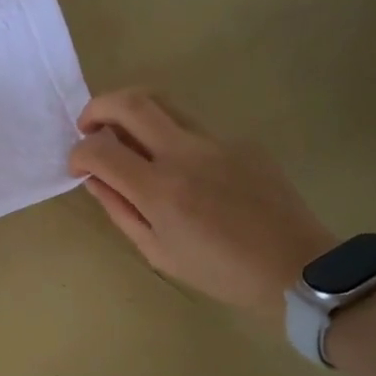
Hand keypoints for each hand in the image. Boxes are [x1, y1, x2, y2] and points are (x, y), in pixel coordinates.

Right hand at [68, 89, 333, 324]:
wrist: (297, 268)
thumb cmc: (220, 272)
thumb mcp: (158, 252)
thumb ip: (120, 210)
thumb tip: (94, 179)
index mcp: (160, 189)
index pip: (100, 148)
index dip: (78, 153)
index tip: (77, 166)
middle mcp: (185, 153)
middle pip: (130, 102)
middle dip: (97, 108)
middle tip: (89, 127)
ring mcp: (217, 142)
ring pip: (163, 104)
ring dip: (133, 114)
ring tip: (128, 140)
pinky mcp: (241, 141)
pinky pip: (195, 129)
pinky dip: (173, 139)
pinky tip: (184, 172)